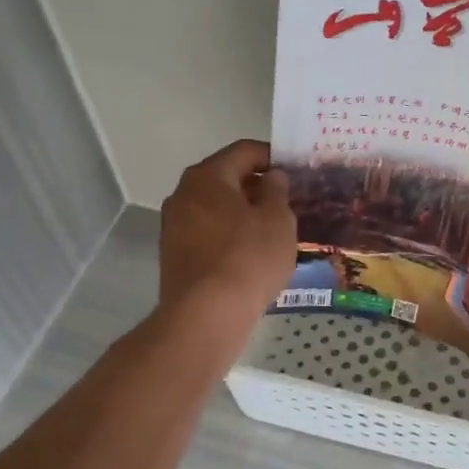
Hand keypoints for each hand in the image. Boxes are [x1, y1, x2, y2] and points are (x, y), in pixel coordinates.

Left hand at [159, 140, 296, 332]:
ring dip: (243, 212)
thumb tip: (272, 177)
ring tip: (273, 229)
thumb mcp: (278, 220)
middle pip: (225, 178)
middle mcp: (183, 194)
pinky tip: (251, 253)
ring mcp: (174, 226)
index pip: (243, 151)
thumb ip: (277, 191)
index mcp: (207, 176)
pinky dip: (229, 234)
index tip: (294, 170)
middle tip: (287, 200)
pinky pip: (208, 232)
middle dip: (257, 185)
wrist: (206, 316)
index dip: (272, 156)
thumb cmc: (248, 258)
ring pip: (216, 207)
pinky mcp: (174, 255)